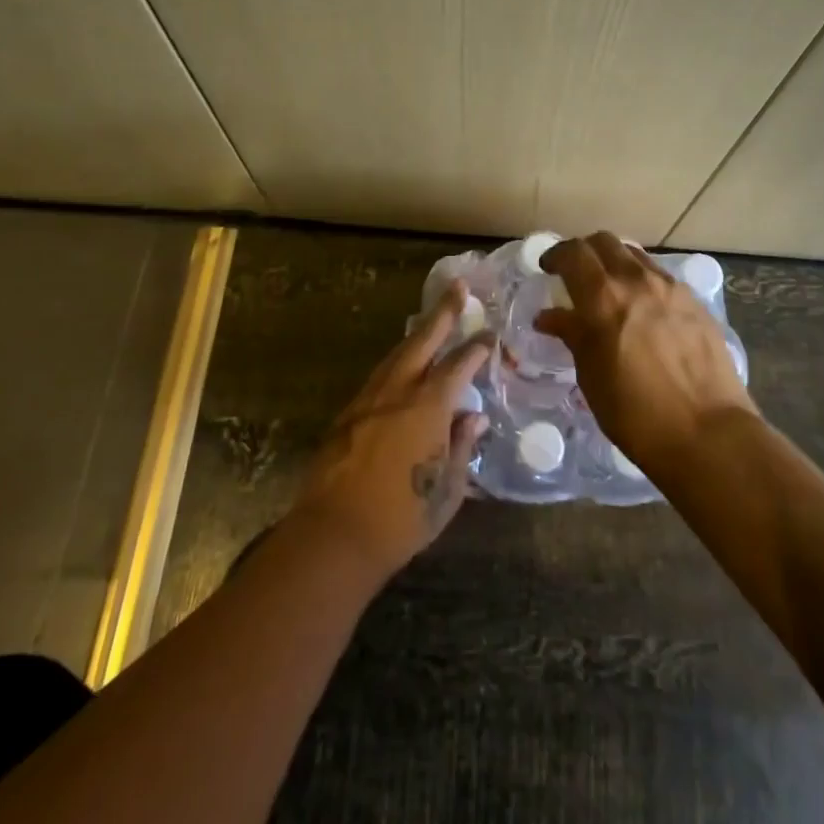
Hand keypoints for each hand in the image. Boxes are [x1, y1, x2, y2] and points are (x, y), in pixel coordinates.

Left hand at [290, 281, 492, 581]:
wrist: (334, 535)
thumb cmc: (402, 517)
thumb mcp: (447, 488)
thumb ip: (462, 446)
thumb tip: (474, 417)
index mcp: (429, 406)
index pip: (459, 364)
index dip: (476, 348)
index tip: (489, 335)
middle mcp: (398, 391)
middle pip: (423, 340)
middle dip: (443, 312)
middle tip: (458, 287)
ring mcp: (368, 399)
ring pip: (397, 354)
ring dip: (417, 335)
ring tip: (430, 321)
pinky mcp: (347, 414)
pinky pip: (378, 376)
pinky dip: (396, 362)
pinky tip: (401, 367)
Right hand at [534, 232, 756, 475]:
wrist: (707, 433)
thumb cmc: (635, 412)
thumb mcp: (591, 375)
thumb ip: (572, 335)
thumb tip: (549, 316)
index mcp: (603, 296)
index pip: (573, 253)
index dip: (556, 255)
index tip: (548, 268)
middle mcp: (637, 280)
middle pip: (605, 242)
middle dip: (585, 251)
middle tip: (576, 274)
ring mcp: (671, 288)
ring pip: (635, 256)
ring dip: (615, 263)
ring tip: (610, 290)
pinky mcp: (695, 302)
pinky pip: (660, 277)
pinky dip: (642, 281)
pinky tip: (643, 310)